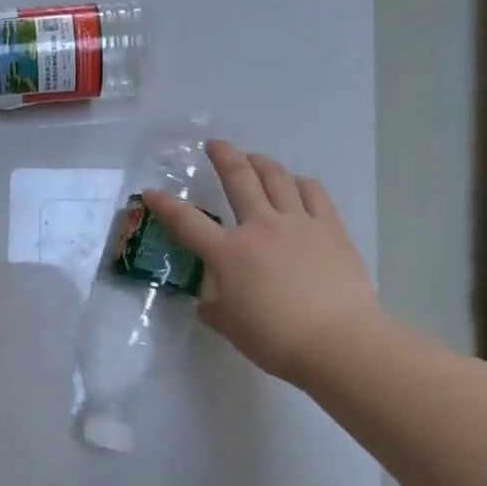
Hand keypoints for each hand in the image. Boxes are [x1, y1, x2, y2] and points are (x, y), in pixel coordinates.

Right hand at [141, 141, 380, 383]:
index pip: (187, 222)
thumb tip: (208, 304)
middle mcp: (260, 227)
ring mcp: (298, 223)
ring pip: (277, 178)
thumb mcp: (231, 327)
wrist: (336, 341)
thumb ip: (215, 310)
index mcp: (228, 253)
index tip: (150, 192)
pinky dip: (301, 183)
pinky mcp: (330, 229)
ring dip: (262, 163)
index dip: (164, 205)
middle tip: (215, 145)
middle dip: (223, 157)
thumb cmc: (274, 339)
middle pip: (239, 179)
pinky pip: (314, 193)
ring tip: (254, 158)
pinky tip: (298, 183)